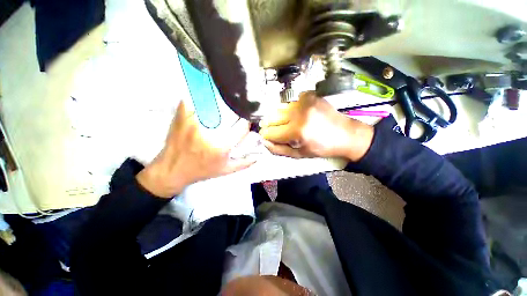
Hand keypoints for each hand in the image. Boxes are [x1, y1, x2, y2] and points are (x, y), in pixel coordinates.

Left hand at [137, 101, 255, 197]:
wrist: (172, 170)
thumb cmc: (201, 171)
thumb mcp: (225, 170)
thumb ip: (244, 163)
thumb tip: (258, 156)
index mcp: (222, 145)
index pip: (242, 126)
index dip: (247, 122)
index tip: (246, 121)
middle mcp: (209, 131)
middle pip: (230, 112)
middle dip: (236, 111)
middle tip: (237, 110)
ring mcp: (194, 121)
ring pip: (213, 101)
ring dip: (220, 100)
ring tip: (224, 100)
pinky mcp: (181, 115)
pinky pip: (193, 98)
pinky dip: (199, 95)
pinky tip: (204, 96)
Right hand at [259, 91, 373, 160]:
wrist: (346, 134)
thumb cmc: (322, 148)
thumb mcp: (299, 154)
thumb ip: (279, 149)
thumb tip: (264, 142)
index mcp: (296, 131)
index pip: (271, 132)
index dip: (267, 135)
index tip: (267, 136)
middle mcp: (298, 114)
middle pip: (273, 117)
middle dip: (271, 125)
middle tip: (277, 130)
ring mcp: (304, 102)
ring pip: (281, 109)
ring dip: (282, 117)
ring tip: (291, 123)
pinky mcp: (310, 95)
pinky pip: (292, 102)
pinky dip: (292, 109)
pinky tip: (300, 114)